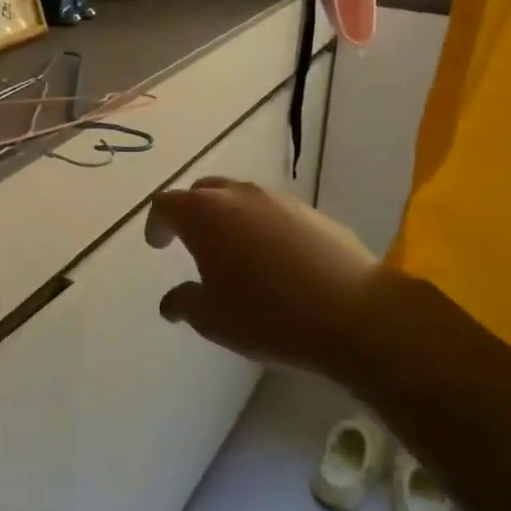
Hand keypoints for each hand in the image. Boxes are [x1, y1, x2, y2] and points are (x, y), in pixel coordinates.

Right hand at [144, 177, 384, 375]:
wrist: (354, 314)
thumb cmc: (268, 315)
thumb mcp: (212, 319)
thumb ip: (184, 303)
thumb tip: (171, 301)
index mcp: (203, 214)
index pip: (166, 204)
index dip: (156, 223)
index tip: (158, 244)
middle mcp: (237, 195)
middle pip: (202, 191)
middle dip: (191, 212)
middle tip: (191, 241)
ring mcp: (278, 199)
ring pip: (240, 197)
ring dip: (228, 217)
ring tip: (234, 251)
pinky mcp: (312, 212)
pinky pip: (273, 211)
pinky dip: (262, 226)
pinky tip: (274, 259)